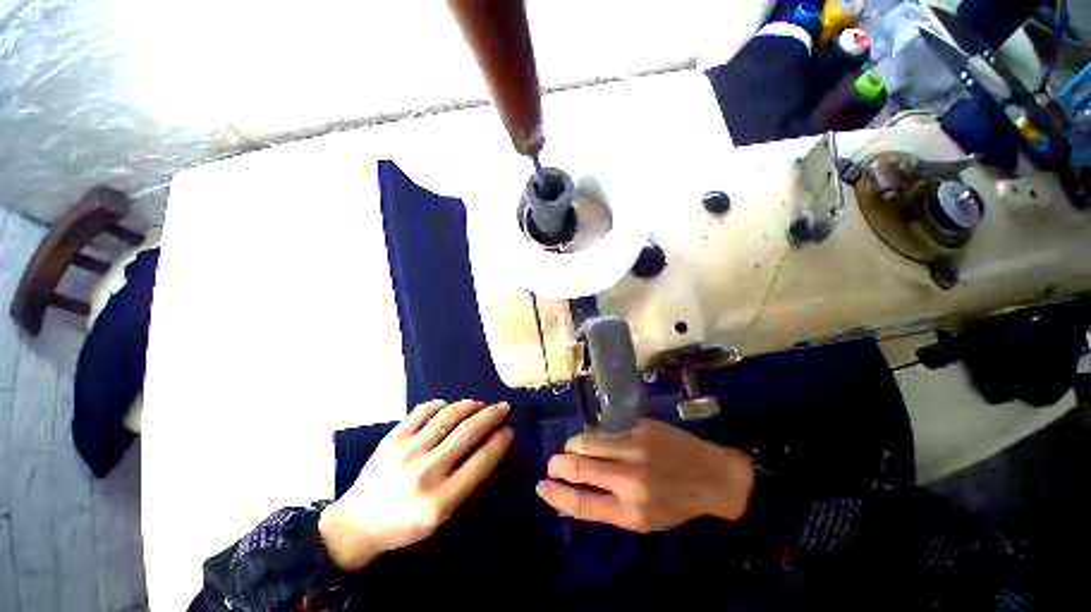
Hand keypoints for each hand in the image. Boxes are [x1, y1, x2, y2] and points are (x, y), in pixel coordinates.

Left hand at [319, 399, 511, 569]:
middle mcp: (425, 472)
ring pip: (448, 415)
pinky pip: (423, 410)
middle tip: (503, 406)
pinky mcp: (392, 438)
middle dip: (491, 415)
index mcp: (439, 500)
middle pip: (467, 432)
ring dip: (470, 405)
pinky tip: (449, 407)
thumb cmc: (404, 526)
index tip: (509, 429)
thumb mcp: (440, 516)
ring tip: (480, 404)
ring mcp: (406, 451)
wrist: (356, 524)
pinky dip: (441, 404)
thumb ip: (465, 482)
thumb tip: (489, 445)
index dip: (499, 442)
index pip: (480, 461)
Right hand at [535, 419, 754, 532]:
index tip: (541, 486)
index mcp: (630, 512)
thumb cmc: (676, 504)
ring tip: (571, 448)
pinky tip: (595, 439)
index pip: (581, 504)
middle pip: (578, 468)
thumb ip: (607, 508)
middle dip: (557, 464)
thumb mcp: (644, 521)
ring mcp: (634, 449)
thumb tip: (571, 499)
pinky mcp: (640, 429)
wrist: (712, 476)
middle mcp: (629, 480)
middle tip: (552, 463)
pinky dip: (594, 435)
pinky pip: (606, 430)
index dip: (556, 495)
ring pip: (588, 442)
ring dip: (573, 446)